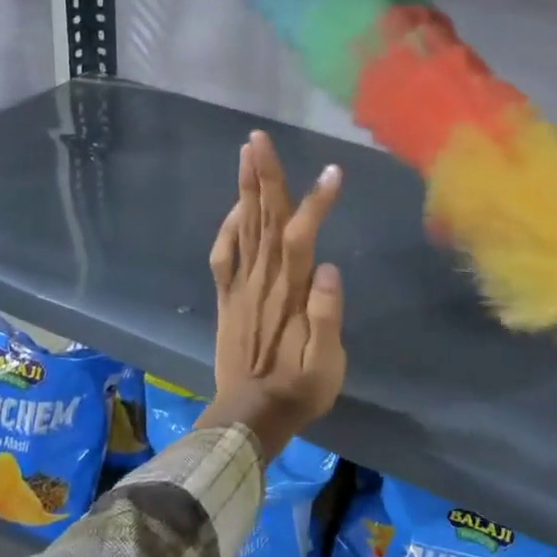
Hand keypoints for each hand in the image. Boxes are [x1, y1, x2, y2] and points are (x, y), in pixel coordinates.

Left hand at [197, 131, 345, 461]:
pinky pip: (222, 256)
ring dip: (245, 189)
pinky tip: (234, 208)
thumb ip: (327, 318)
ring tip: (246, 154)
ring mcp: (240, 287)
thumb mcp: (327, 366)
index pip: (302, 236)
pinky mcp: (225, 298)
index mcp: (290, 292)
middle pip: (265, 219)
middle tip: (259, 138)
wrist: (248, 418)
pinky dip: (226, 228)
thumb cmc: (297, 392)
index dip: (317, 203)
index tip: (333, 172)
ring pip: (243, 228)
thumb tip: (330, 269)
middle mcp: (262, 280)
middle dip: (265, 176)